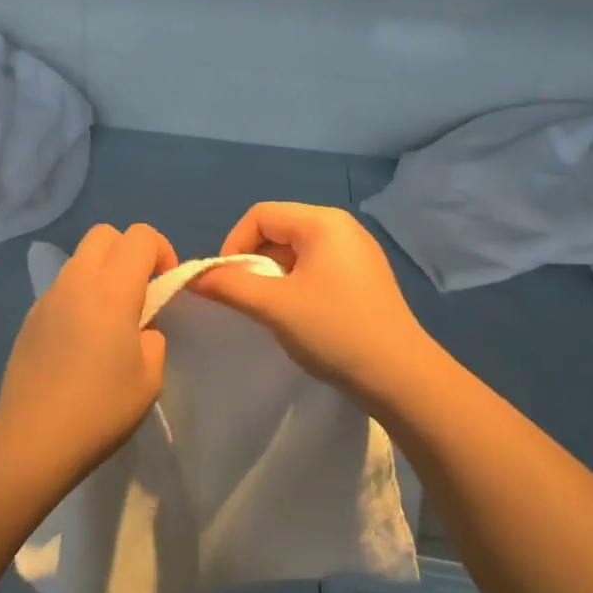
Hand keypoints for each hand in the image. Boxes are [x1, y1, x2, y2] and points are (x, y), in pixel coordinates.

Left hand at [0, 222, 176, 484]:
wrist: (33, 436)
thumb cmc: (101, 407)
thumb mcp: (149, 377)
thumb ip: (153, 339)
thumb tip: (141, 329)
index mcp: (112, 288)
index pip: (140, 236)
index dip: (161, 250)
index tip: (167, 284)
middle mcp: (77, 280)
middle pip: (104, 234)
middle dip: (128, 250)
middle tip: (140, 290)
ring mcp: (48, 296)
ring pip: (79, 259)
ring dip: (102, 272)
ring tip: (110, 317)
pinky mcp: (30, 317)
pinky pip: (61, 288)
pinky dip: (79, 296)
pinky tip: (81, 339)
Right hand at [191, 202, 436, 407]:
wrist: (401, 378)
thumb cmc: (334, 331)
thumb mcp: (273, 306)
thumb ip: (228, 285)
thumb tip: (191, 276)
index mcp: (322, 222)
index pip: (260, 215)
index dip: (233, 244)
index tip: (226, 282)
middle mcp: (342, 227)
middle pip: (278, 229)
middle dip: (253, 260)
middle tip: (246, 298)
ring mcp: (357, 252)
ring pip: (295, 250)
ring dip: (273, 275)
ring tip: (271, 309)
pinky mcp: (364, 277)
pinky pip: (316, 267)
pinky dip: (295, 284)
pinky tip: (298, 315)